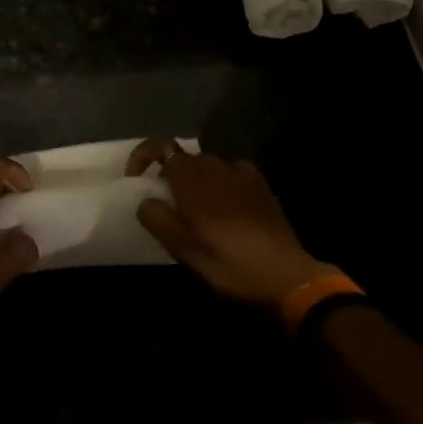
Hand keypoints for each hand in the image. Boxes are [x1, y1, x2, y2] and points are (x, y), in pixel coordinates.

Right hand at [128, 140, 337, 313]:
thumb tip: (145, 200)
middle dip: (168, 173)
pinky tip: (225, 204)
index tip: (135, 179)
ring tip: (195, 209)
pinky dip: (221, 181)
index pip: (159, 147)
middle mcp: (214, 166)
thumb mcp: (184, 250)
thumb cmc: (228, 264)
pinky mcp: (260, 184)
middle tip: (166, 205)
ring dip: (195, 180)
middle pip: (183, 157)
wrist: (287, 276)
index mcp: (191, 179)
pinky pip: (231, 172)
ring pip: (207, 165)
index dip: (142, 157)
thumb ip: (157, 219)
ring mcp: (240, 172)